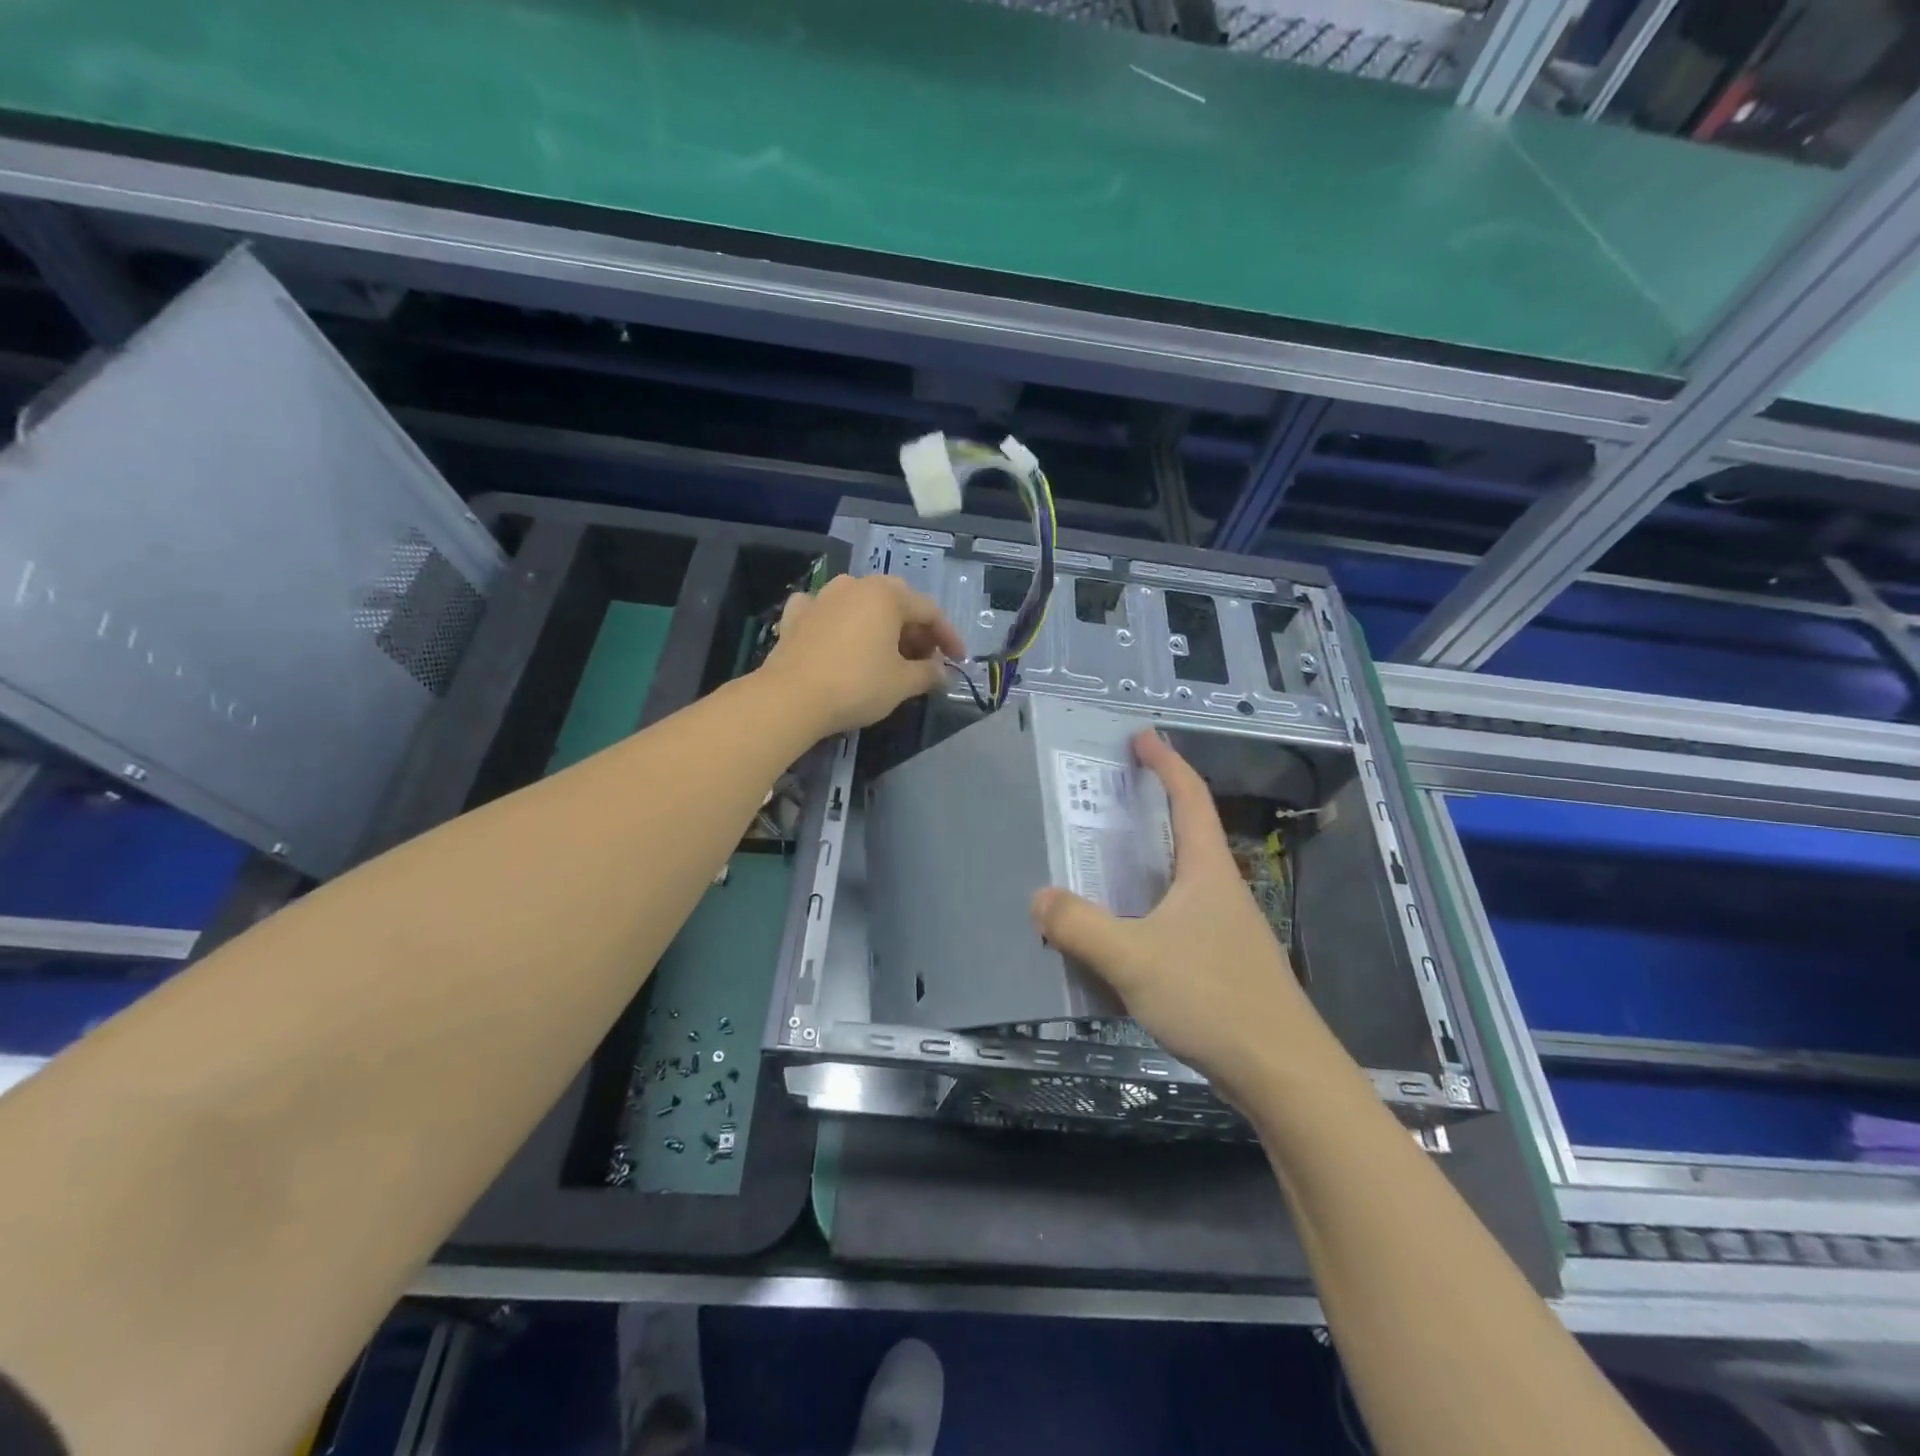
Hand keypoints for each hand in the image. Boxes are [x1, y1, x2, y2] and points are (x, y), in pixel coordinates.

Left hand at [759, 574, 967, 736]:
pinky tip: (839, 639)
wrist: (790, 698)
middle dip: (914, 632)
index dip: (948, 638)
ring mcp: (822, 596)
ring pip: (861, 606)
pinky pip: (826, 613)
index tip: (958, 661)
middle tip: (925, 661)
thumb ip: (929, 674)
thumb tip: (943, 674)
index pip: (929, 611)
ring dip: (880, 628)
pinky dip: (840, 624)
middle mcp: (855, 585)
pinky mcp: (796, 615)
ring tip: (888, 656)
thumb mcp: (902, 683)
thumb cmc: (857, 685)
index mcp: (886, 594)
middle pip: (896, 604)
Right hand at [1031, 730, 1325, 1099]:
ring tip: (1103, 866)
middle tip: (1106, 802)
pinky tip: (1124, 936)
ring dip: (1146, 864)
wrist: (1283, 1075)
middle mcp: (1221, 890)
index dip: (1166, 762)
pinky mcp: (1224, 964)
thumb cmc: (1213, 998)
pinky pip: (1178, 919)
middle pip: (1186, 834)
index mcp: (1207, 870)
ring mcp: (1227, 929)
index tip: (1141, 738)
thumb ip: (1080, 927)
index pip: (1189, 797)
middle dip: (1150, 810)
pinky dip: (1148, 909)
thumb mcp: (1134, 958)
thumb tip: (1039, 898)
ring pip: (1181, 881)